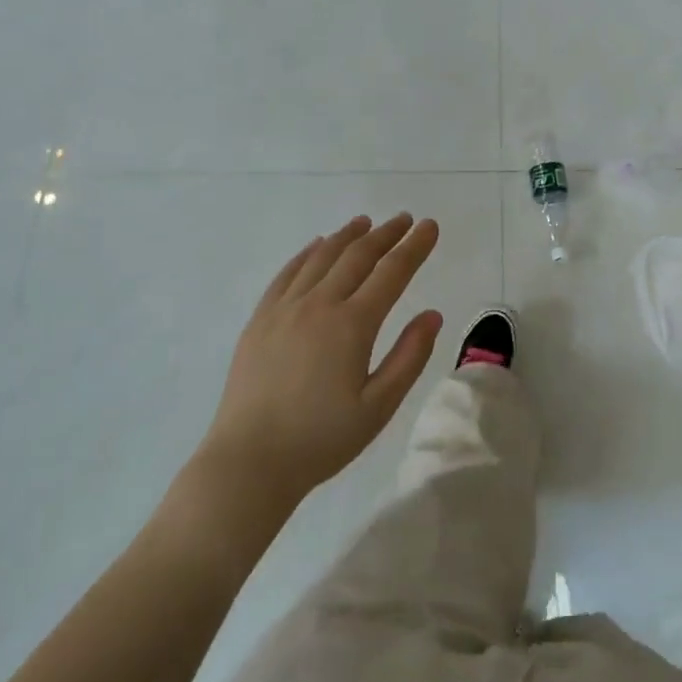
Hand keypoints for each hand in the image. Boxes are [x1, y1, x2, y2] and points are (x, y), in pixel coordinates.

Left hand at [190, 213, 442, 511]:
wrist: (249, 462)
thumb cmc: (321, 439)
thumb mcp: (378, 407)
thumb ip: (409, 357)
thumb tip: (432, 315)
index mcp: (352, 325)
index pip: (392, 273)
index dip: (414, 247)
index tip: (430, 226)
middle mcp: (319, 305)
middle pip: (358, 256)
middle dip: (386, 234)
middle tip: (405, 219)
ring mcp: (284, 309)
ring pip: (321, 257)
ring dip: (348, 236)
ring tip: (366, 222)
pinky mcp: (260, 320)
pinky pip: (288, 273)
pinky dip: (308, 253)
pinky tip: (317, 246)